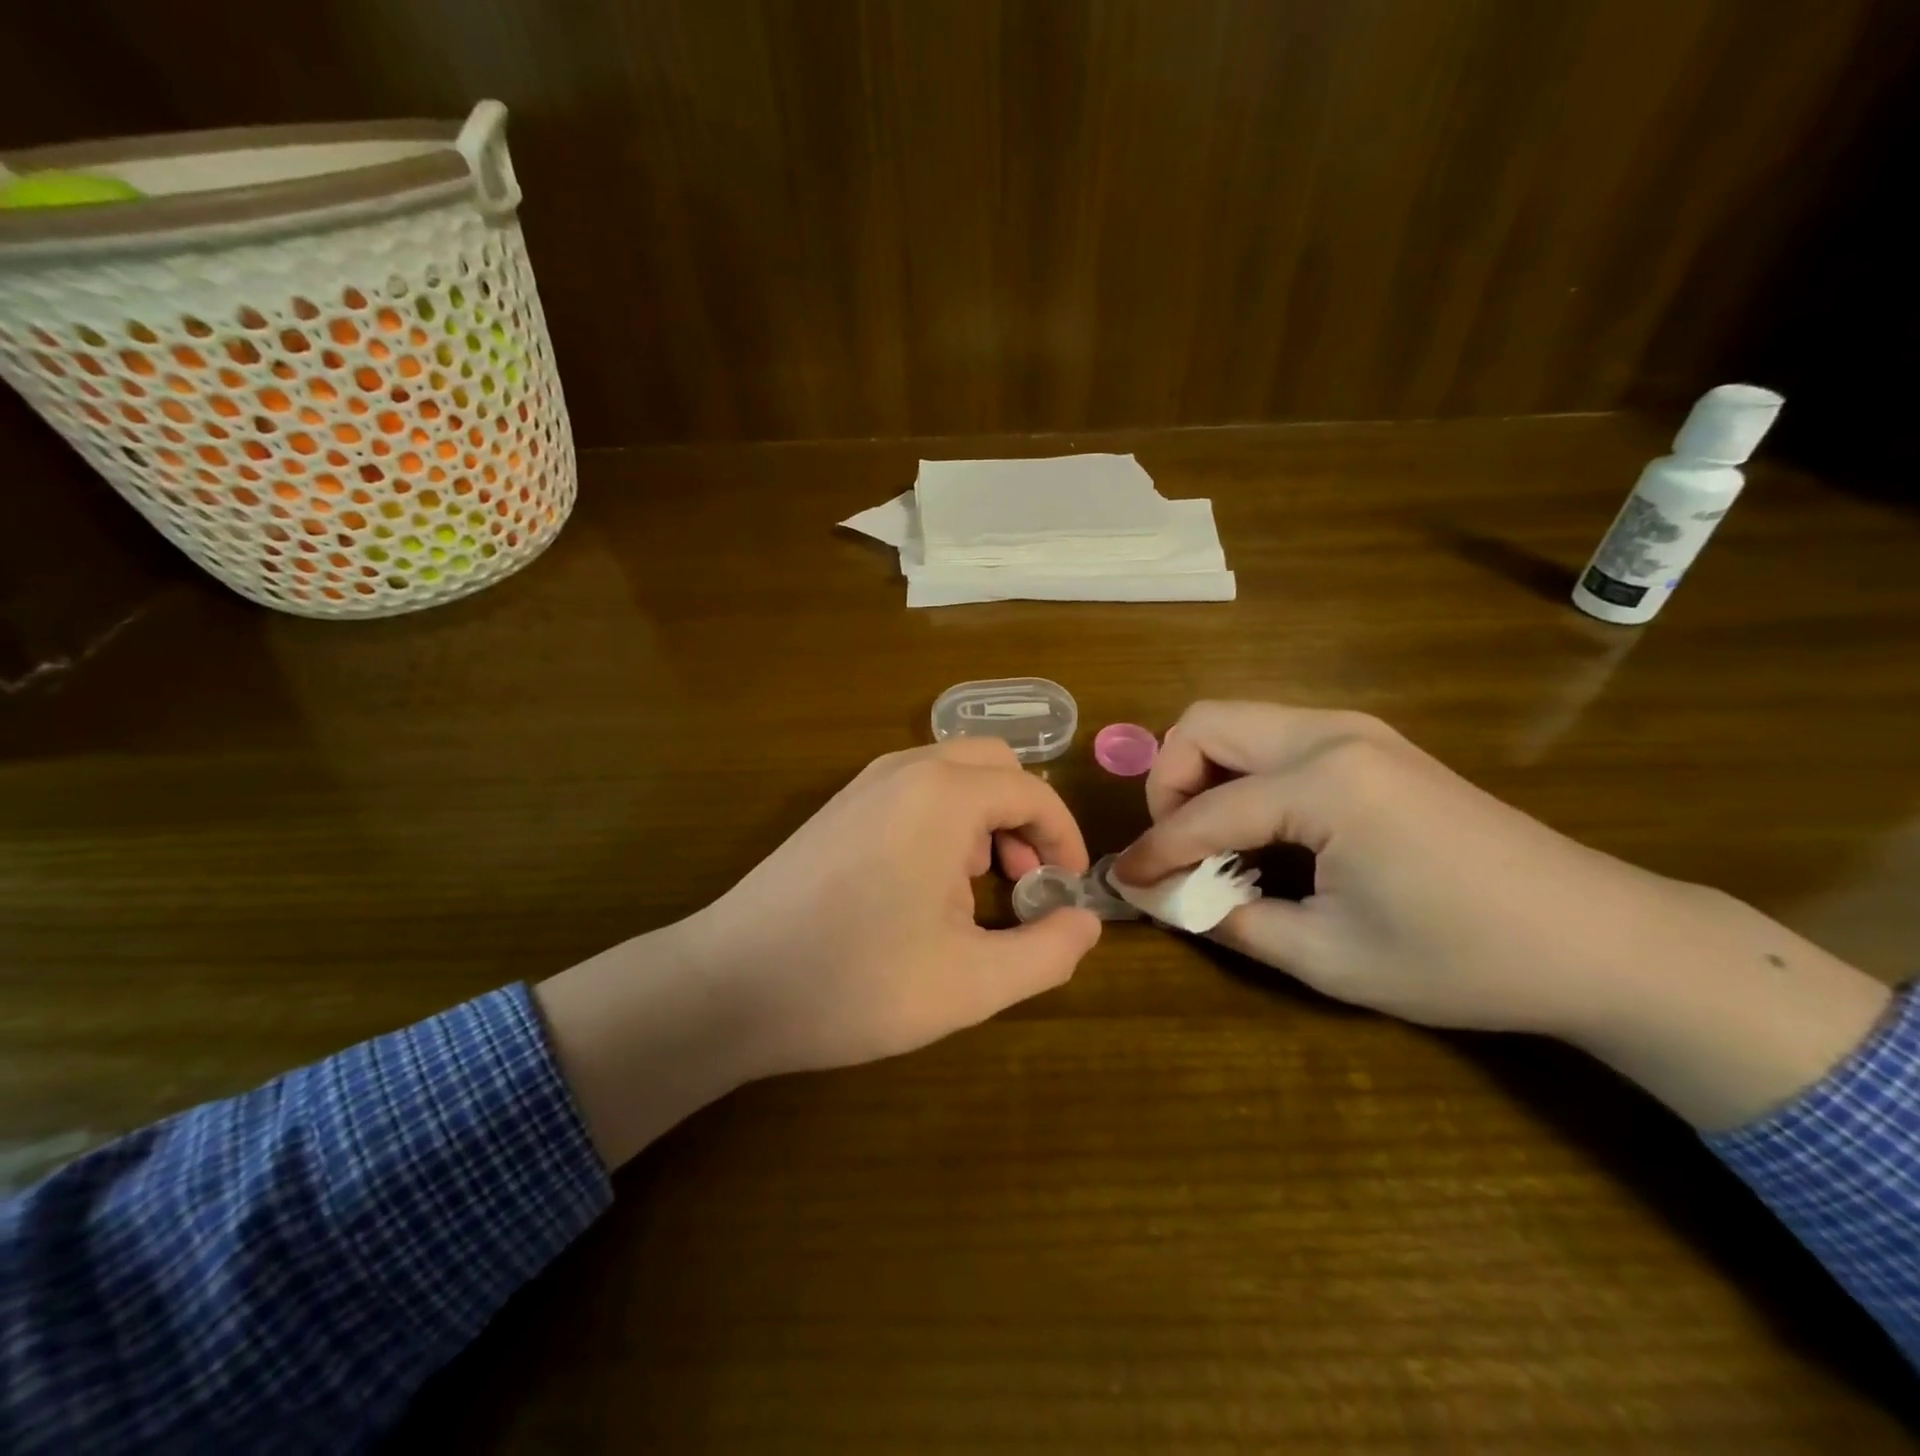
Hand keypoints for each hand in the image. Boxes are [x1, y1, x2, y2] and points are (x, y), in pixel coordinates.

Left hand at [685, 737, 1101, 1074]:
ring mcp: (864, 784)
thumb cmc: (854, 983)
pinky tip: (926, 886)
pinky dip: (944, 821)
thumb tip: (1086, 921)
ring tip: (977, 890)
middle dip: (1024, 818)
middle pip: (994, 766)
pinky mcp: (838, 808)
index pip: (1032, 792)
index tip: (1067, 892)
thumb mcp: (971, 984)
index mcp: (943, 796)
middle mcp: (905, 771)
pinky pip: (914, 791)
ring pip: (953, 774)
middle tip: (1023, 883)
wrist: (729, 986)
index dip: (1064, 840)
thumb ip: (1046, 952)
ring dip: (984, 819)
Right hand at [1114, 701, 1888, 1127]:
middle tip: (1177, 846)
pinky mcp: (1371, 743)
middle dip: (1169, 782)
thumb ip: (1227, 919)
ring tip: (1213, 840)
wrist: (1600, 939)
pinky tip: (1261, 829)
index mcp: (1324, 782)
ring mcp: (1356, 729)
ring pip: (1236, 721)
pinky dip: (1242, 773)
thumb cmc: (1462, 958)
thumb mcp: (1328, 956)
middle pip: (1204, 723)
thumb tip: (1158, 897)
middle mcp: (1332, 732)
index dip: (1154, 851)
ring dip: (1203, 772)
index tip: (1123, 883)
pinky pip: (1274, 737)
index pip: (1203, 811)